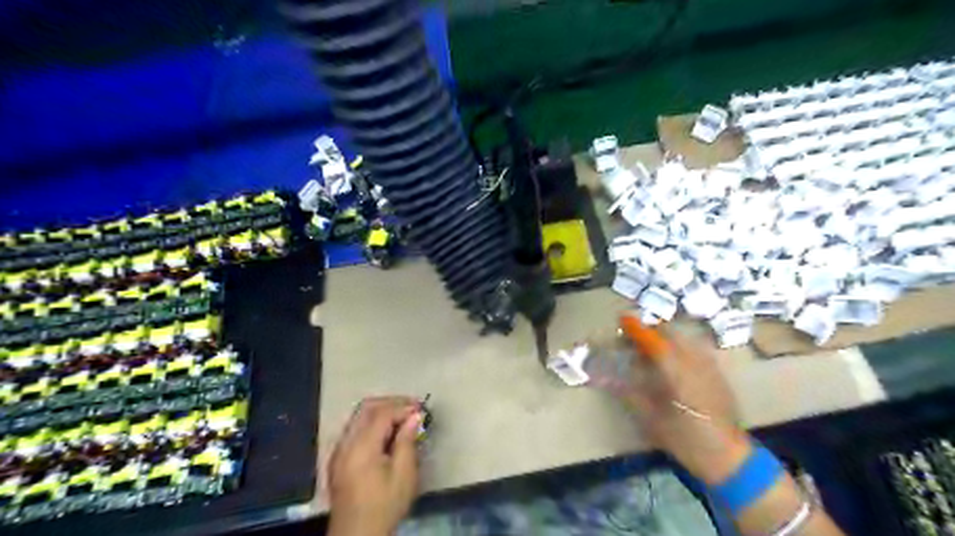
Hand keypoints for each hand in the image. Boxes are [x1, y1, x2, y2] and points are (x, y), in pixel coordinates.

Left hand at [330, 393, 420, 535]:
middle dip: (391, 403)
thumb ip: (407, 441)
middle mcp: (345, 443)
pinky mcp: (338, 458)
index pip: (382, 413)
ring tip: (403, 418)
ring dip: (381, 411)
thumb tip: (415, 416)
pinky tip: (388, 433)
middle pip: (366, 408)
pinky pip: (355, 429)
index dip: (403, 406)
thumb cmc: (384, 506)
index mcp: (361, 447)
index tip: (422, 408)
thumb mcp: (403, 475)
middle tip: (412, 408)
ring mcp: (339, 450)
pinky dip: (372, 423)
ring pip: (359, 417)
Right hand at [595, 318, 748, 484]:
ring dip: (665, 334)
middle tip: (633, 338)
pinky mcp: (718, 372)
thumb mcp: (651, 420)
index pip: (654, 341)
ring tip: (651, 346)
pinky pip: (696, 347)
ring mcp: (709, 365)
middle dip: (650, 329)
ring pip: (685, 336)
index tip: (622, 319)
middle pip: (672, 332)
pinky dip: (680, 344)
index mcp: (678, 374)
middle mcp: (695, 363)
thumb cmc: (686, 441)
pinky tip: (673, 358)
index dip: (637, 328)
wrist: (730, 458)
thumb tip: (604, 376)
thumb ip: (629, 393)